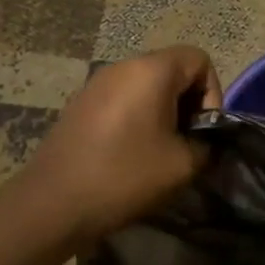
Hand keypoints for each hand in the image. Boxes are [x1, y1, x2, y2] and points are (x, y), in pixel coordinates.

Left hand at [21, 46, 222, 244]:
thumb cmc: (125, 176)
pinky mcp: (79, 105)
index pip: (199, 60)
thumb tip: (203, 141)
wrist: (52, 205)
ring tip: (159, 151)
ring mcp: (96, 84)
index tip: (203, 130)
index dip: (212, 93)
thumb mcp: (183, 165)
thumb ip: (206, 144)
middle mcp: (122, 66)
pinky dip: (136, 119)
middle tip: (185, 143)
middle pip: (172, 70)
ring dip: (162, 113)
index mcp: (151, 71)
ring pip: (146, 86)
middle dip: (187, 104)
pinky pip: (122, 100)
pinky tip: (129, 154)